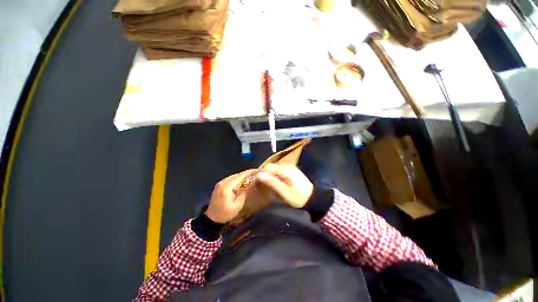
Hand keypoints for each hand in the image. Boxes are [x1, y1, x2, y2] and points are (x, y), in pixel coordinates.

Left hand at [206, 169, 256, 222]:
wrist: (212, 218)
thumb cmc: (226, 213)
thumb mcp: (237, 205)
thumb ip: (244, 192)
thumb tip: (251, 183)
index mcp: (227, 187)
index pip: (240, 176)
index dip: (249, 172)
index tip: (258, 170)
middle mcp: (223, 182)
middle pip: (237, 174)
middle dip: (247, 173)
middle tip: (256, 173)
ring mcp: (220, 182)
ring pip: (234, 176)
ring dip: (243, 175)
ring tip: (251, 176)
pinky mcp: (220, 184)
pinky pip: (231, 178)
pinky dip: (238, 178)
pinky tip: (243, 181)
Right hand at [256, 163, 313, 207]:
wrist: (313, 198)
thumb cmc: (298, 197)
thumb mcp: (284, 192)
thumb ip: (272, 182)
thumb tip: (259, 174)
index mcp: (285, 169)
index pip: (268, 167)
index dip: (262, 174)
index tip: (260, 184)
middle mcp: (287, 165)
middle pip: (271, 167)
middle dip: (267, 175)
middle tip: (266, 187)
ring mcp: (290, 167)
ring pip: (275, 169)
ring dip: (271, 176)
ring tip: (272, 186)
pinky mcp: (292, 171)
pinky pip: (280, 171)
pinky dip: (277, 176)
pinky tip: (279, 184)